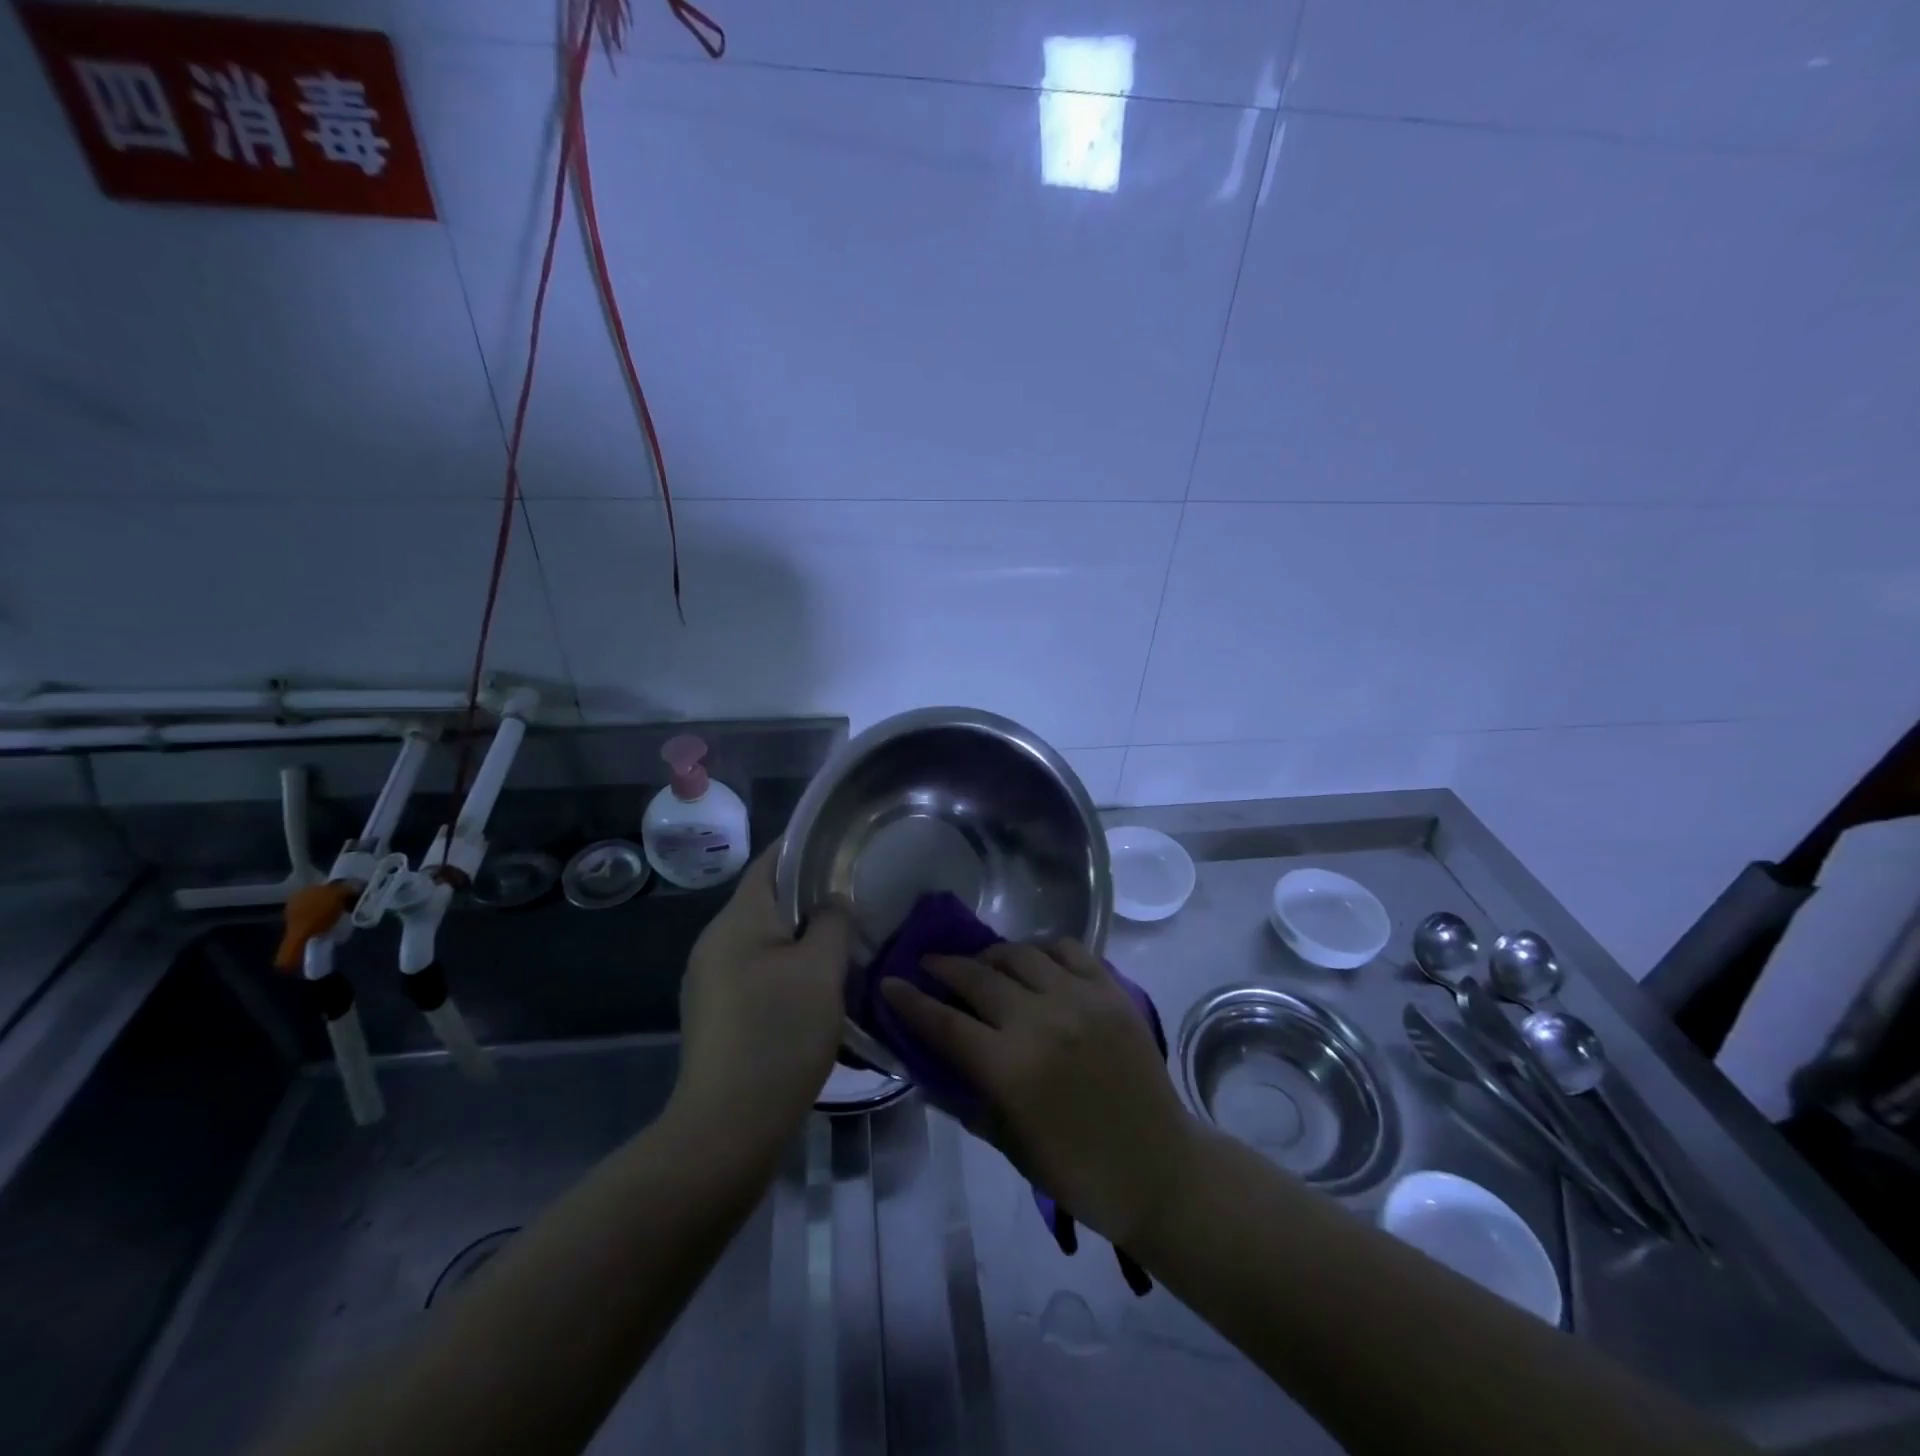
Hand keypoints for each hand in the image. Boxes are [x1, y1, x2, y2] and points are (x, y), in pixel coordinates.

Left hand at [673, 847, 853, 1151]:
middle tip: (857, 898)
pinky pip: (758, 971)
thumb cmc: (778, 1035)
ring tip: (846, 943)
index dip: (806, 847)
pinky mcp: (718, 1013)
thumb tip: (832, 902)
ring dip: (802, 937)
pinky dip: (788, 967)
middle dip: (810, 896)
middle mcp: (716, 942)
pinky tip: (818, 988)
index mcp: (737, 920)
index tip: (844, 845)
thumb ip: (831, 922)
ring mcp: (711, 980)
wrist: (727, 1128)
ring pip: (765, 939)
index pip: (771, 862)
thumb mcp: (820, 970)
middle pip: (767, 901)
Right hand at [880, 939, 1198, 1247]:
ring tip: (980, 965)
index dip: (910, 1001)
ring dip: (990, 955)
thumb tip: (930, 1061)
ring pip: (1020, 954)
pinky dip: (1041, 949)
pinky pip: (1068, 949)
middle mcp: (1041, 1021)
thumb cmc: (1076, 1169)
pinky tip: (1033, 961)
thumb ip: (966, 1095)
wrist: (1158, 1168)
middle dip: (943, 967)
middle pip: (977, 978)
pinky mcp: (1111, 990)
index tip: (889, 983)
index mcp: (1010, 1069)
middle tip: (928, 965)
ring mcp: (1080, 999)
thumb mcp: (1006, 1143)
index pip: (944, 1023)